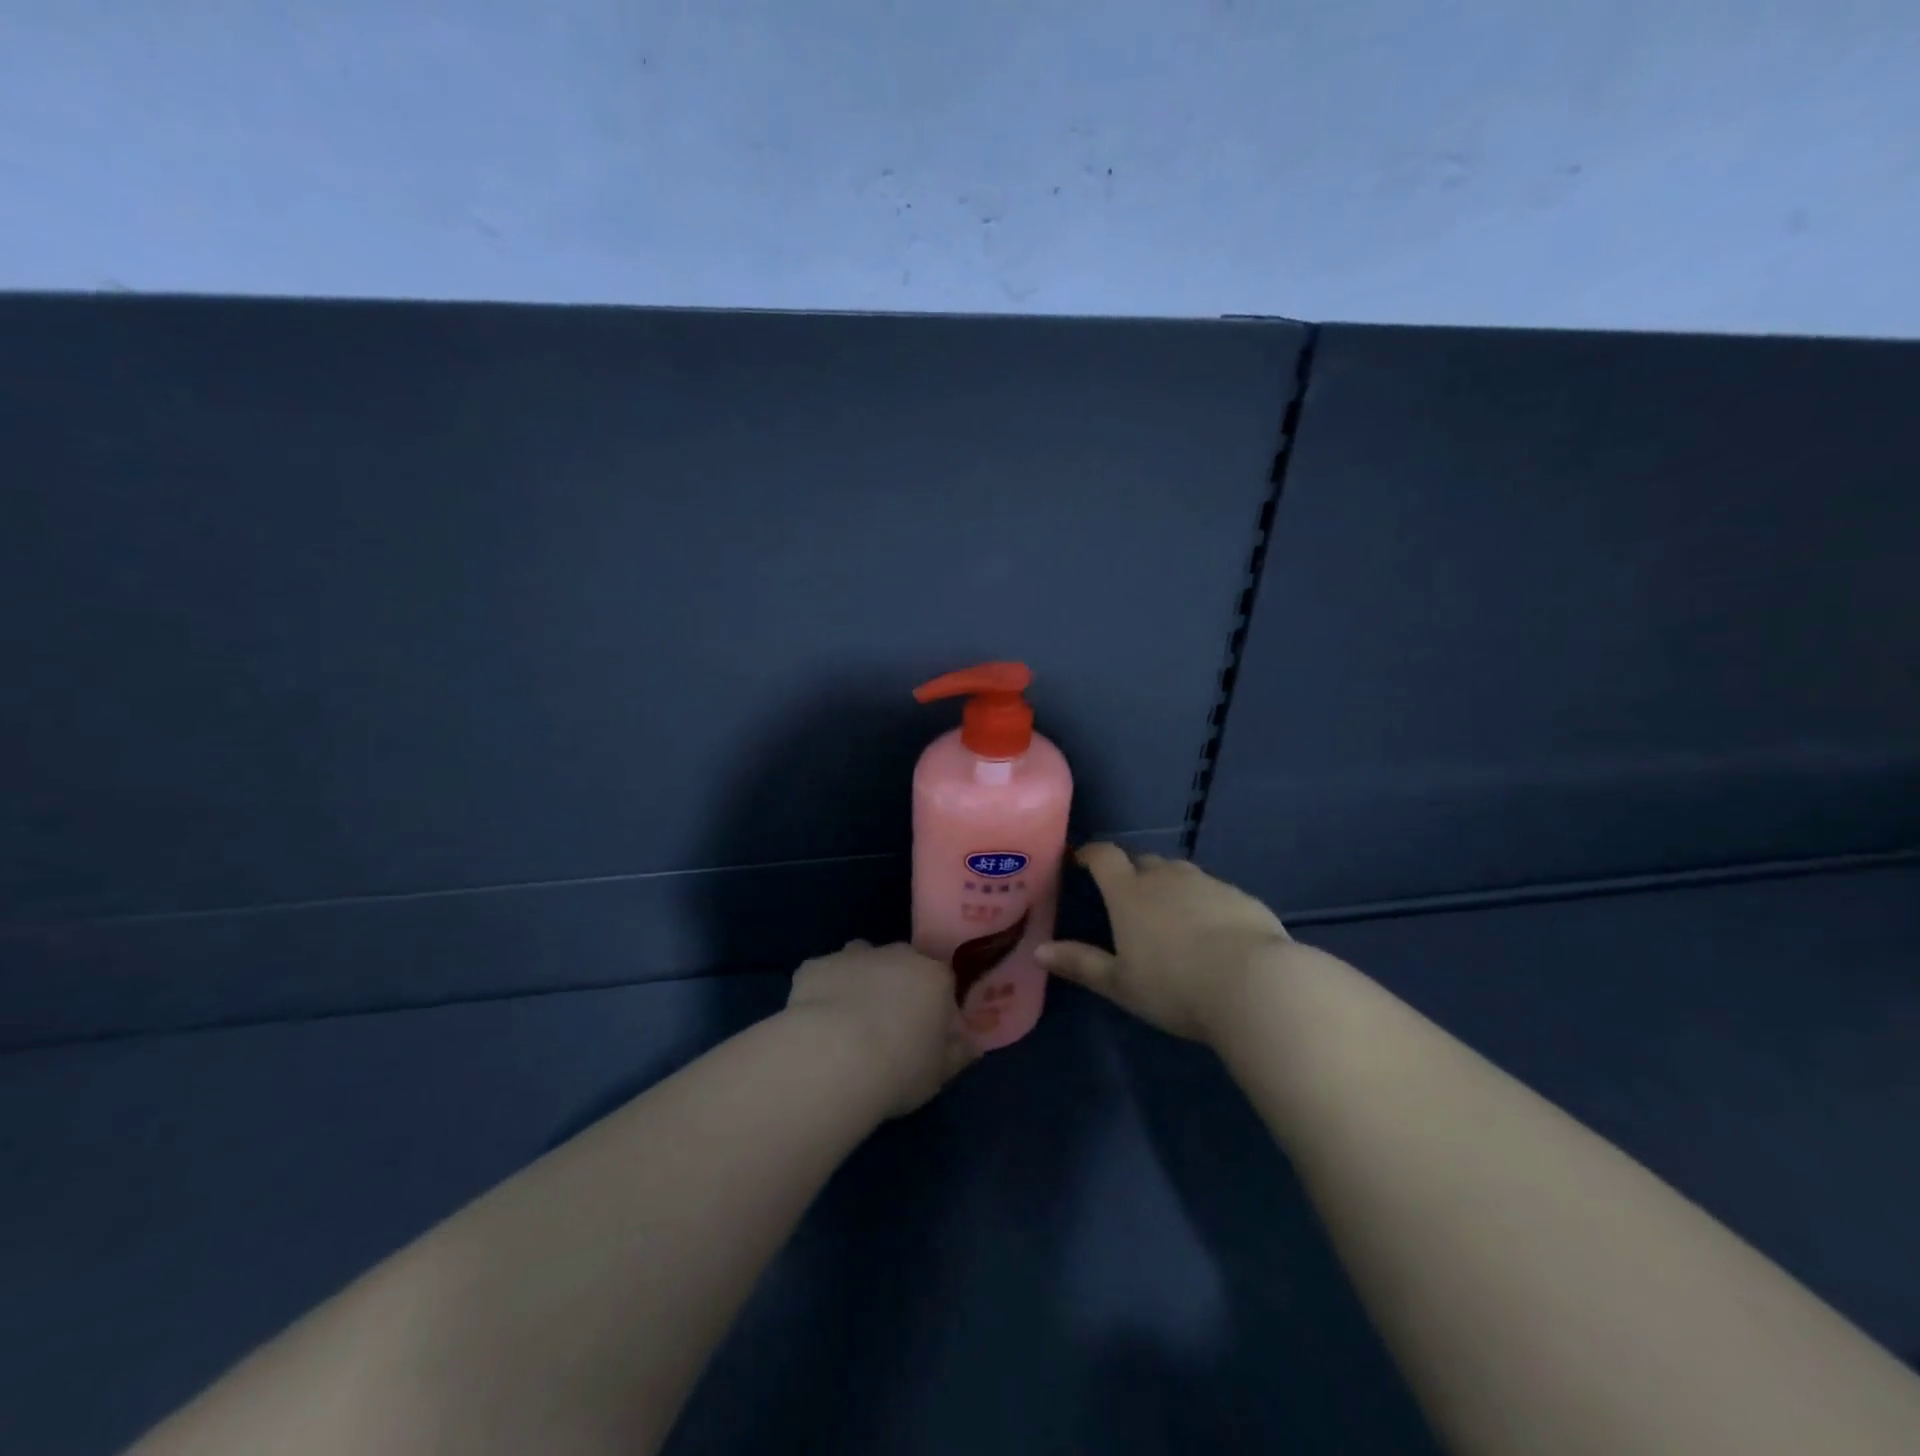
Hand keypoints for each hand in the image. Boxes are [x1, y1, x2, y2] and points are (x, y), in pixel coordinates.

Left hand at [785, 940, 977, 1116]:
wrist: (833, 1059)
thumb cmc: (899, 1069)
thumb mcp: (939, 1074)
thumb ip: (957, 1054)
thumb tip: (970, 1046)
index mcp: (934, 977)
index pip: (943, 982)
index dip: (934, 1006)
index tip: (926, 1034)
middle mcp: (896, 955)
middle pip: (902, 963)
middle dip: (897, 986)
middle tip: (887, 1027)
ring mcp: (852, 956)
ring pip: (861, 959)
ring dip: (860, 979)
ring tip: (849, 1020)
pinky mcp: (814, 966)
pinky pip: (823, 975)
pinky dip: (823, 990)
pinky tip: (816, 1021)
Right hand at [1037, 844, 1290, 1044]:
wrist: (1255, 985)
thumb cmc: (1174, 986)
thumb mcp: (1120, 983)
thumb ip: (1080, 963)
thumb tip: (1038, 951)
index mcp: (1130, 892)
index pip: (1104, 856)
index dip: (1091, 853)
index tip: (1082, 860)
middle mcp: (1167, 877)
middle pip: (1144, 862)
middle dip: (1133, 874)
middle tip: (1129, 900)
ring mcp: (1208, 883)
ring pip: (1181, 875)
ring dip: (1171, 887)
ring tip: (1171, 918)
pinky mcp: (1241, 897)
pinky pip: (1214, 892)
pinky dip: (1205, 904)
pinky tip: (1213, 933)